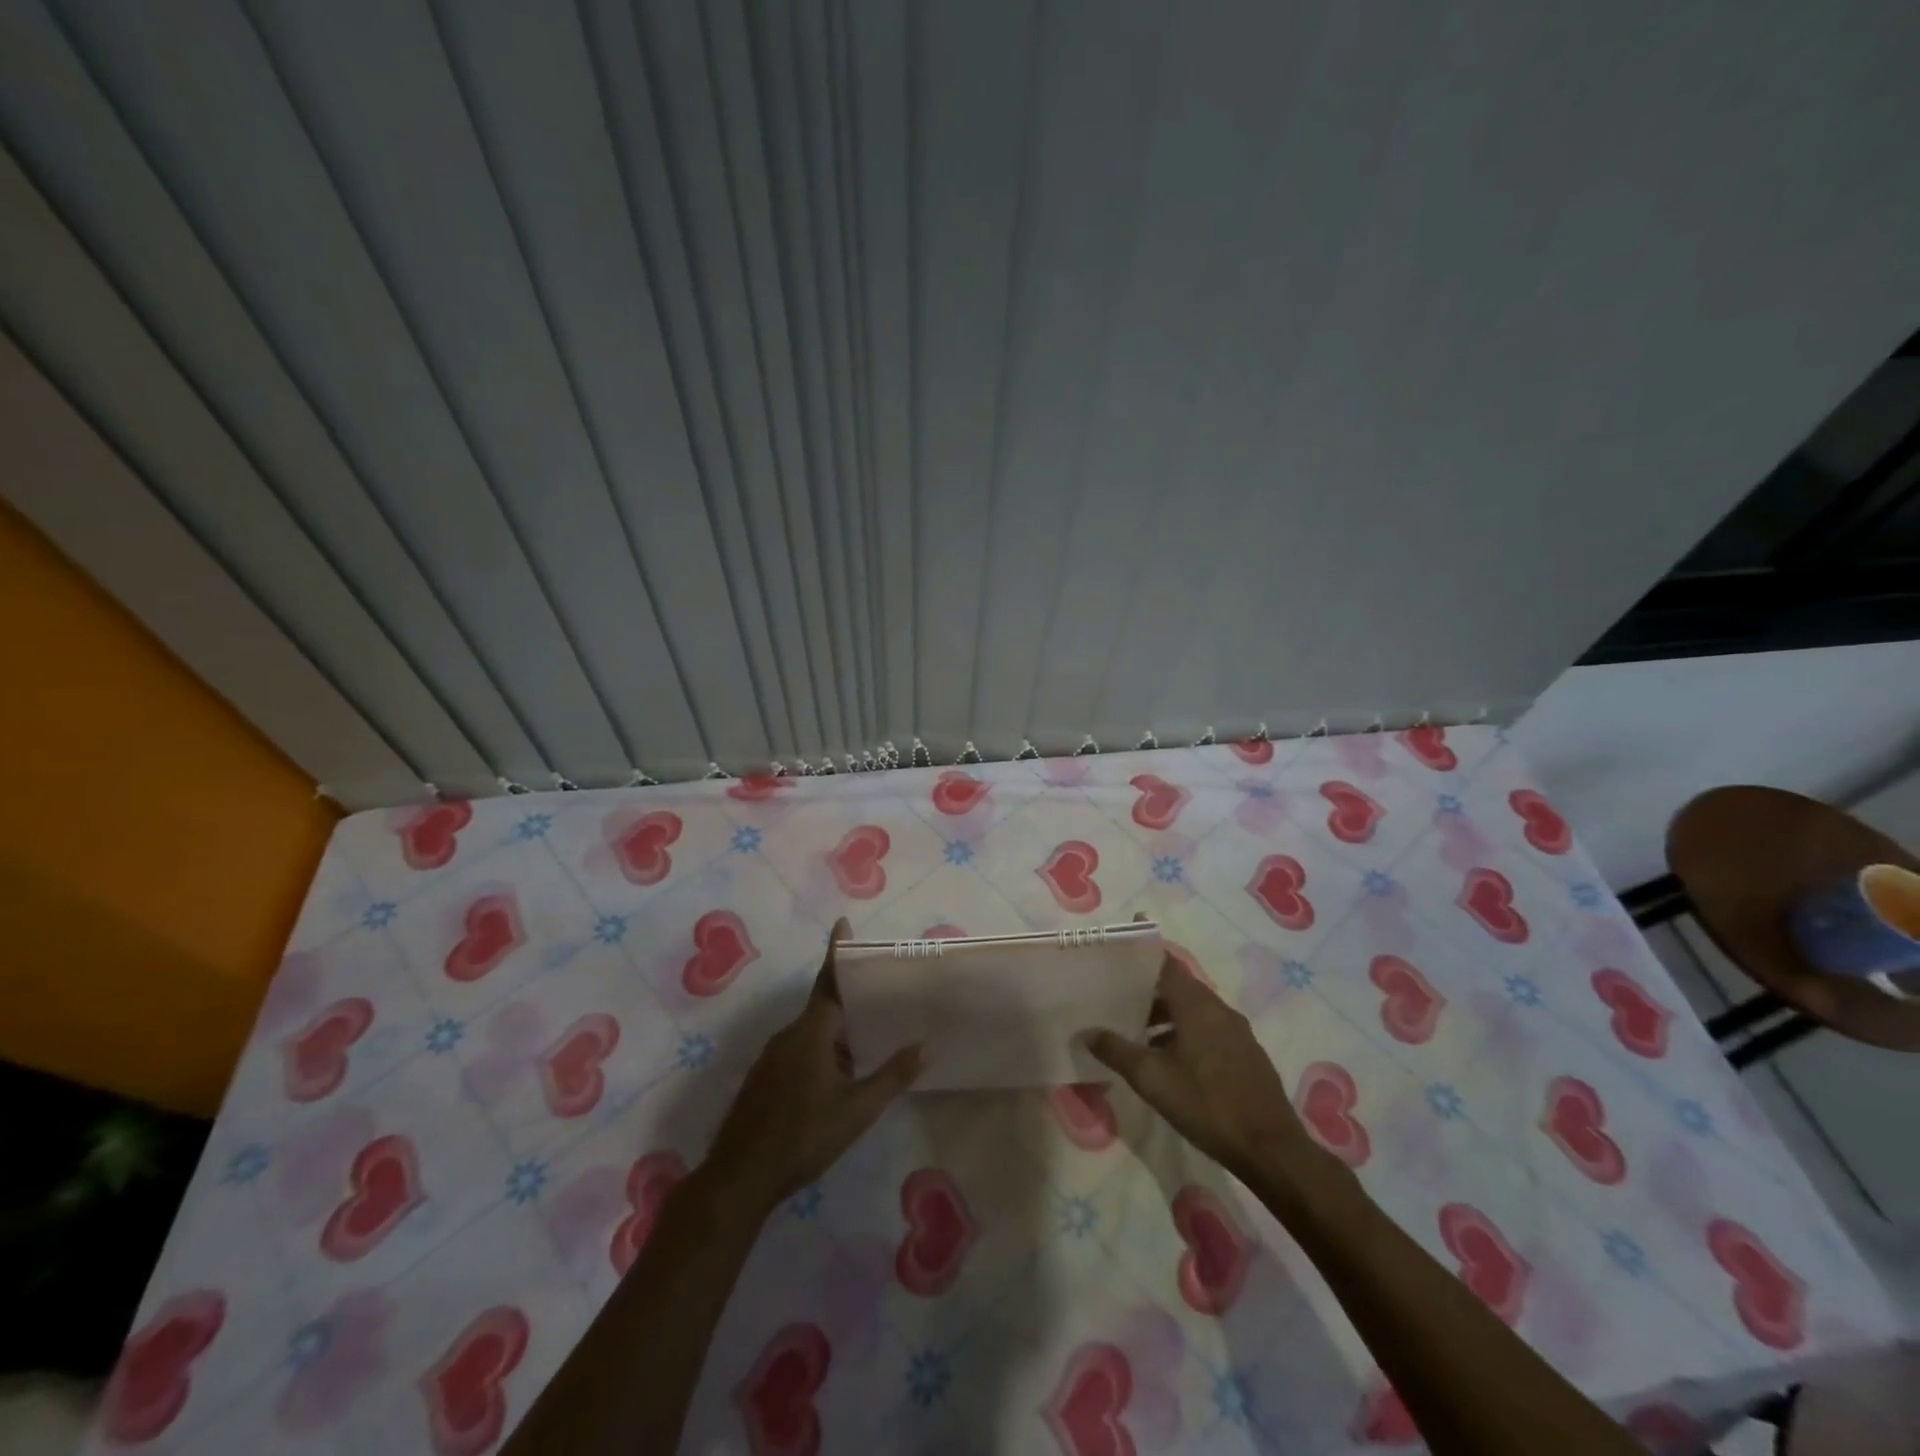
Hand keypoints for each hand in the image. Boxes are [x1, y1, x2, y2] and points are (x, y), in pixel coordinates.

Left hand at [700, 920, 922, 1218]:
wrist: (739, 1177)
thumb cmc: (803, 1136)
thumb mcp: (857, 1109)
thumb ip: (893, 1075)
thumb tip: (928, 1044)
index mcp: (811, 1031)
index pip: (829, 981)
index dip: (837, 951)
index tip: (843, 922)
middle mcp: (789, 1035)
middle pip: (823, 1006)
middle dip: (849, 1001)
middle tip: (881, 996)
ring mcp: (771, 1057)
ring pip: (811, 1032)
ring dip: (836, 1033)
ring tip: (867, 1039)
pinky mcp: (763, 1079)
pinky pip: (798, 1050)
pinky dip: (820, 1051)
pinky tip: (837, 1078)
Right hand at [1085, 950, 1327, 1187]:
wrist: (1271, 1149)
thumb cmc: (1207, 1105)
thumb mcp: (1152, 1079)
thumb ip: (1117, 1051)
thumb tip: (1087, 1032)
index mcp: (1197, 1005)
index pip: (1167, 962)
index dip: (1145, 949)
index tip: (1125, 939)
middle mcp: (1219, 1008)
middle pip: (1179, 985)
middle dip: (1149, 987)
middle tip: (1118, 993)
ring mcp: (1237, 1031)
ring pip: (1194, 1009)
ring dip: (1166, 1014)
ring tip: (1138, 1030)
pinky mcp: (1246, 1053)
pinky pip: (1209, 1028)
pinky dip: (1185, 1030)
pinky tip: (1170, 1057)